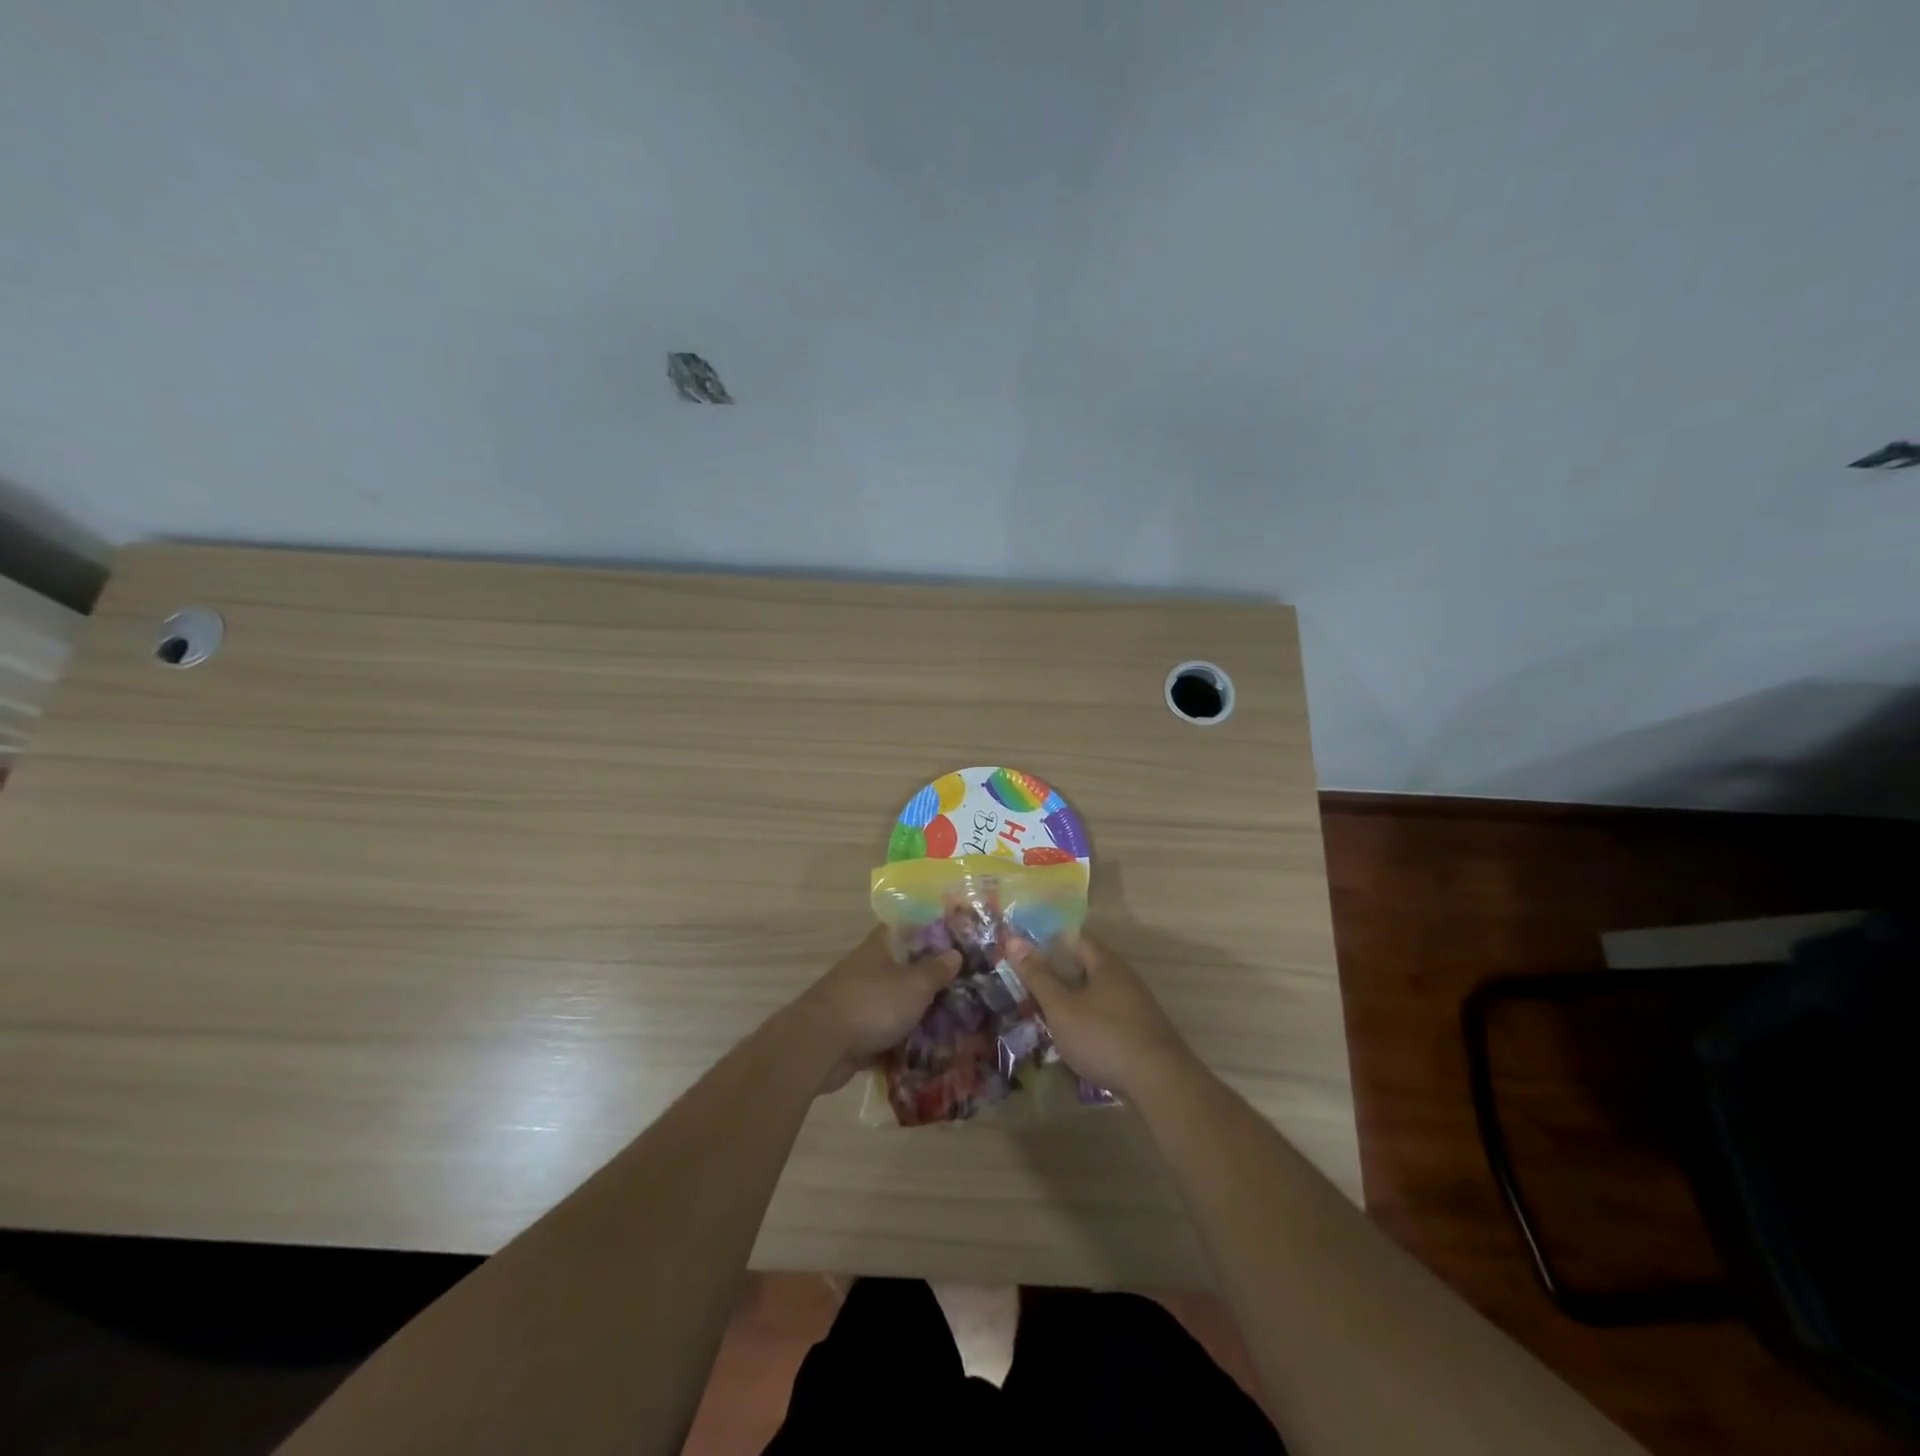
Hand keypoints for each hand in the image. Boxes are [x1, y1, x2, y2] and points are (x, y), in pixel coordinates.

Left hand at [799, 927, 958, 1092]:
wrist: (820, 1046)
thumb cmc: (872, 1003)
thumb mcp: (915, 984)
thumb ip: (937, 970)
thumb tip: (955, 953)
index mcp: (879, 947)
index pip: (906, 928)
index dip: (930, 932)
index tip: (955, 943)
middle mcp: (867, 969)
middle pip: (903, 969)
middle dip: (929, 980)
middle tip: (963, 989)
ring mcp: (858, 1002)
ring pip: (894, 1004)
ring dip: (916, 1015)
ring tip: (952, 1024)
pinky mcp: (853, 1034)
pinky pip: (884, 1035)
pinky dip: (901, 1043)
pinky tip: (928, 1053)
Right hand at [1005, 932, 1196, 1098]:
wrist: (1160, 1083)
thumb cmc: (1104, 1037)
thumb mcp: (1061, 1007)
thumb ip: (1038, 976)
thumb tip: (1013, 939)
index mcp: (1105, 963)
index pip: (1074, 938)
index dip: (1047, 941)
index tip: (1022, 953)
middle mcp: (1124, 977)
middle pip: (1085, 966)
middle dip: (1057, 975)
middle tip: (1028, 987)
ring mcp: (1136, 1005)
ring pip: (1095, 994)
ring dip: (1071, 1001)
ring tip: (1045, 1015)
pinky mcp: (1141, 1031)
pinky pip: (1106, 1015)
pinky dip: (1087, 1020)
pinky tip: (1074, 1040)